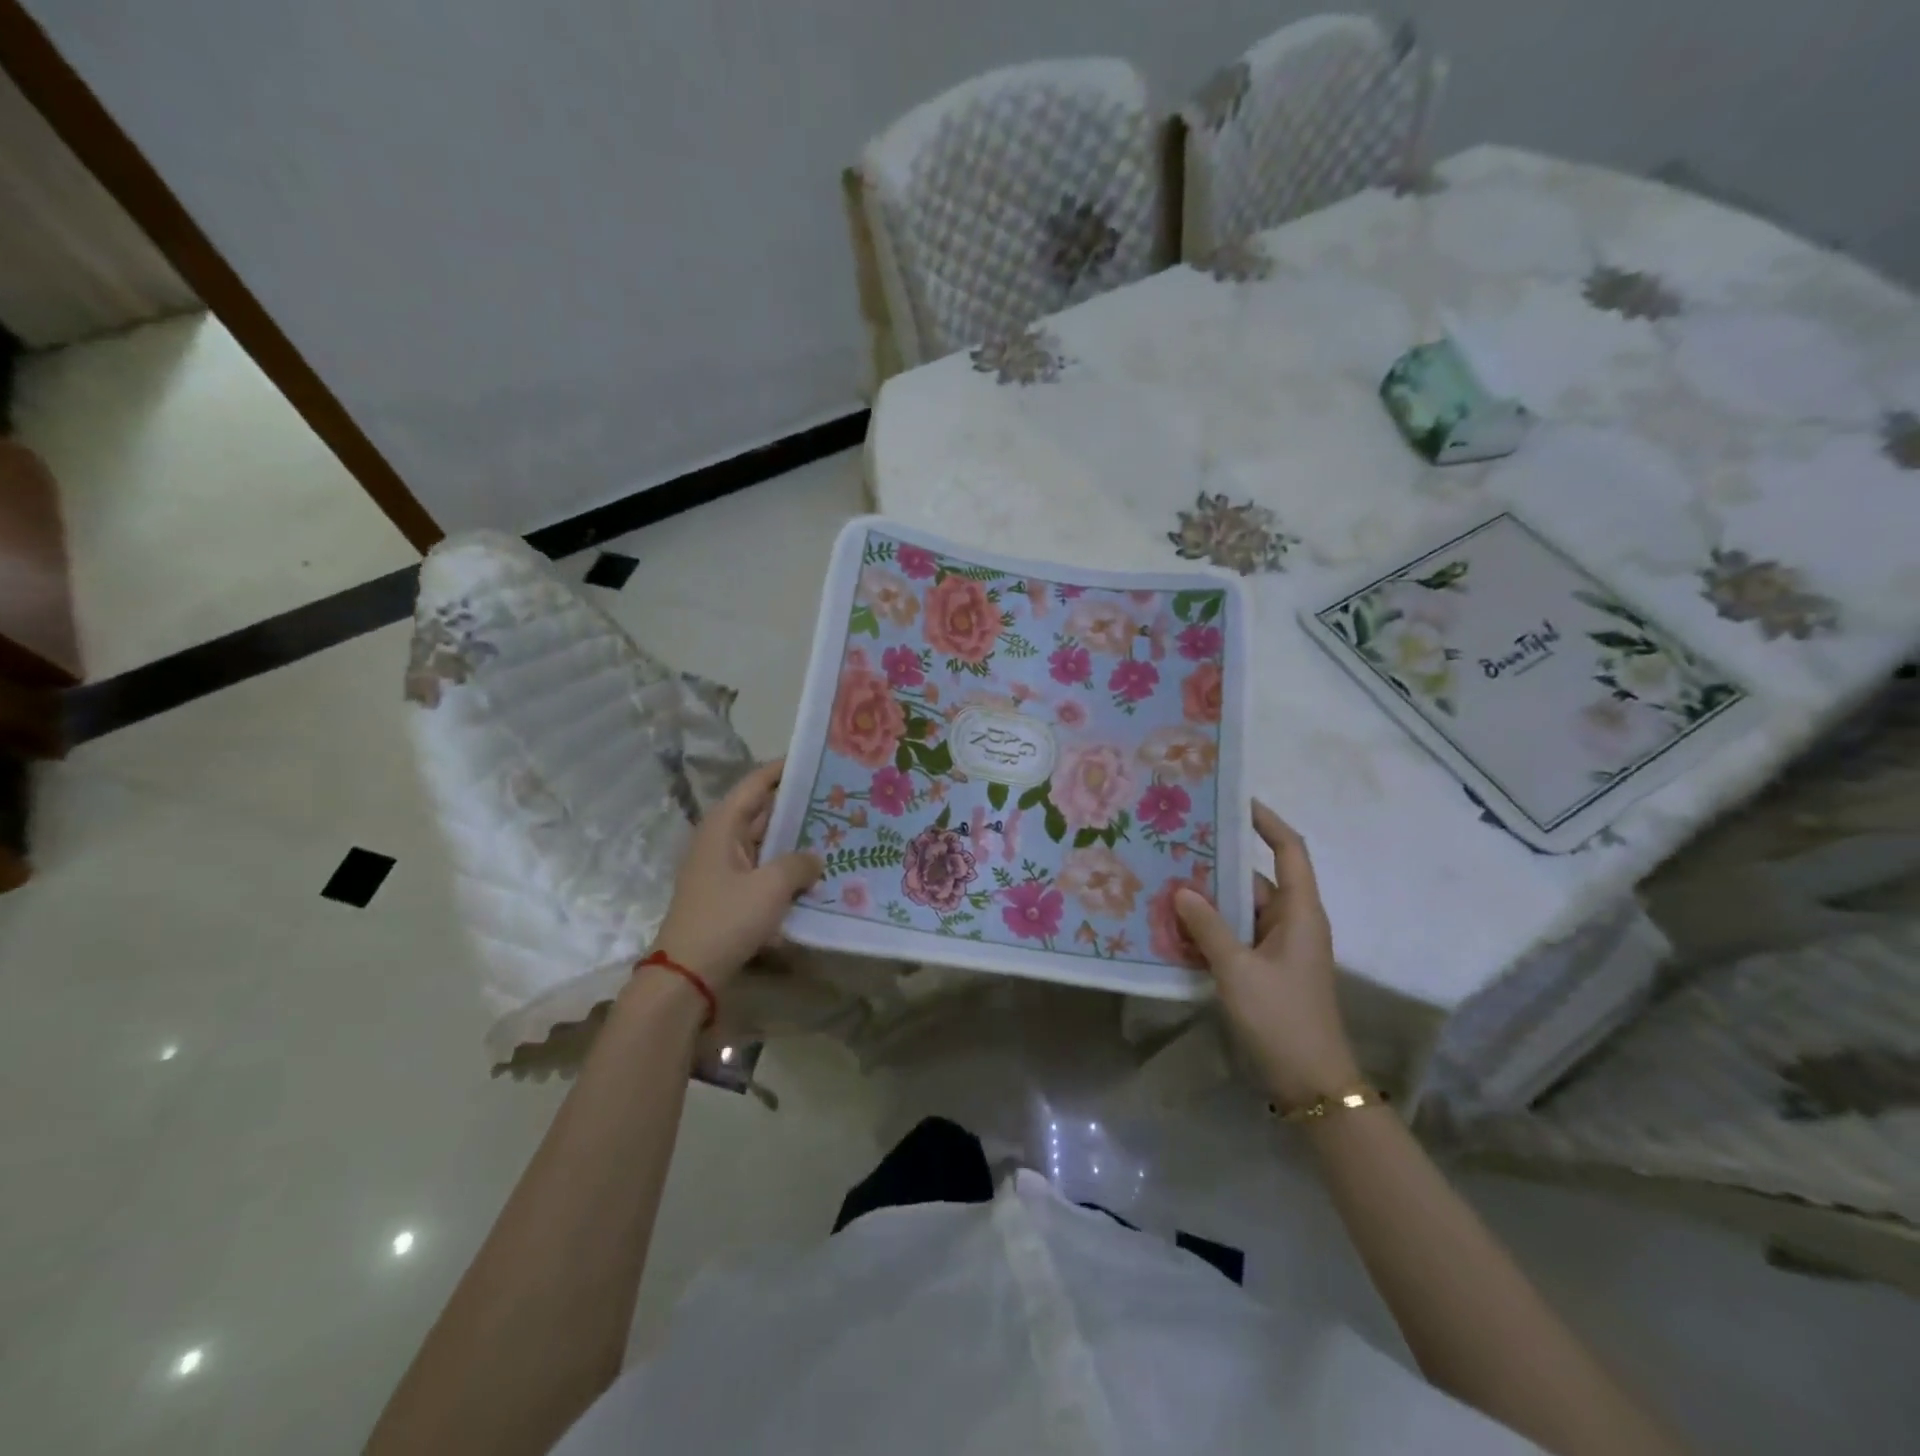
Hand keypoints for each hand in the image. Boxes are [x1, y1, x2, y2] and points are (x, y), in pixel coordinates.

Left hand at [649, 759, 821, 992]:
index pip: (757, 783)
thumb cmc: (726, 919)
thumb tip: (814, 858)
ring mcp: (725, 867)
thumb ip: (799, 863)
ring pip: (767, 841)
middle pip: (764, 810)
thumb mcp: (771, 887)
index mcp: (723, 825)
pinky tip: (817, 871)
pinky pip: (764, 868)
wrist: (688, 974)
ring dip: (796, 837)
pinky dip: (787, 865)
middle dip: (799, 804)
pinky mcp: (731, 892)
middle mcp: (722, 839)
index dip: (785, 768)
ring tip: (837, 829)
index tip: (818, 759)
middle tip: (839, 797)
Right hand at [1174, 801, 1359, 1106]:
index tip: (1234, 801)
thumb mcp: (1238, 969)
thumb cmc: (1282, 1018)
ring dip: (1208, 901)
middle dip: (1217, 865)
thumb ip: (1207, 926)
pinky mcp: (1265, 970)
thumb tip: (1182, 890)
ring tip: (1164, 882)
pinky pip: (1234, 936)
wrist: (1311, 1084)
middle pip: (1255, 879)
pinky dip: (1209, 930)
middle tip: (1175, 846)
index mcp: (1300, 912)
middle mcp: (1292, 922)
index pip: (1289, 851)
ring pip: (1240, 910)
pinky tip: (1174, 927)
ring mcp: (1278, 948)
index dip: (1267, 822)